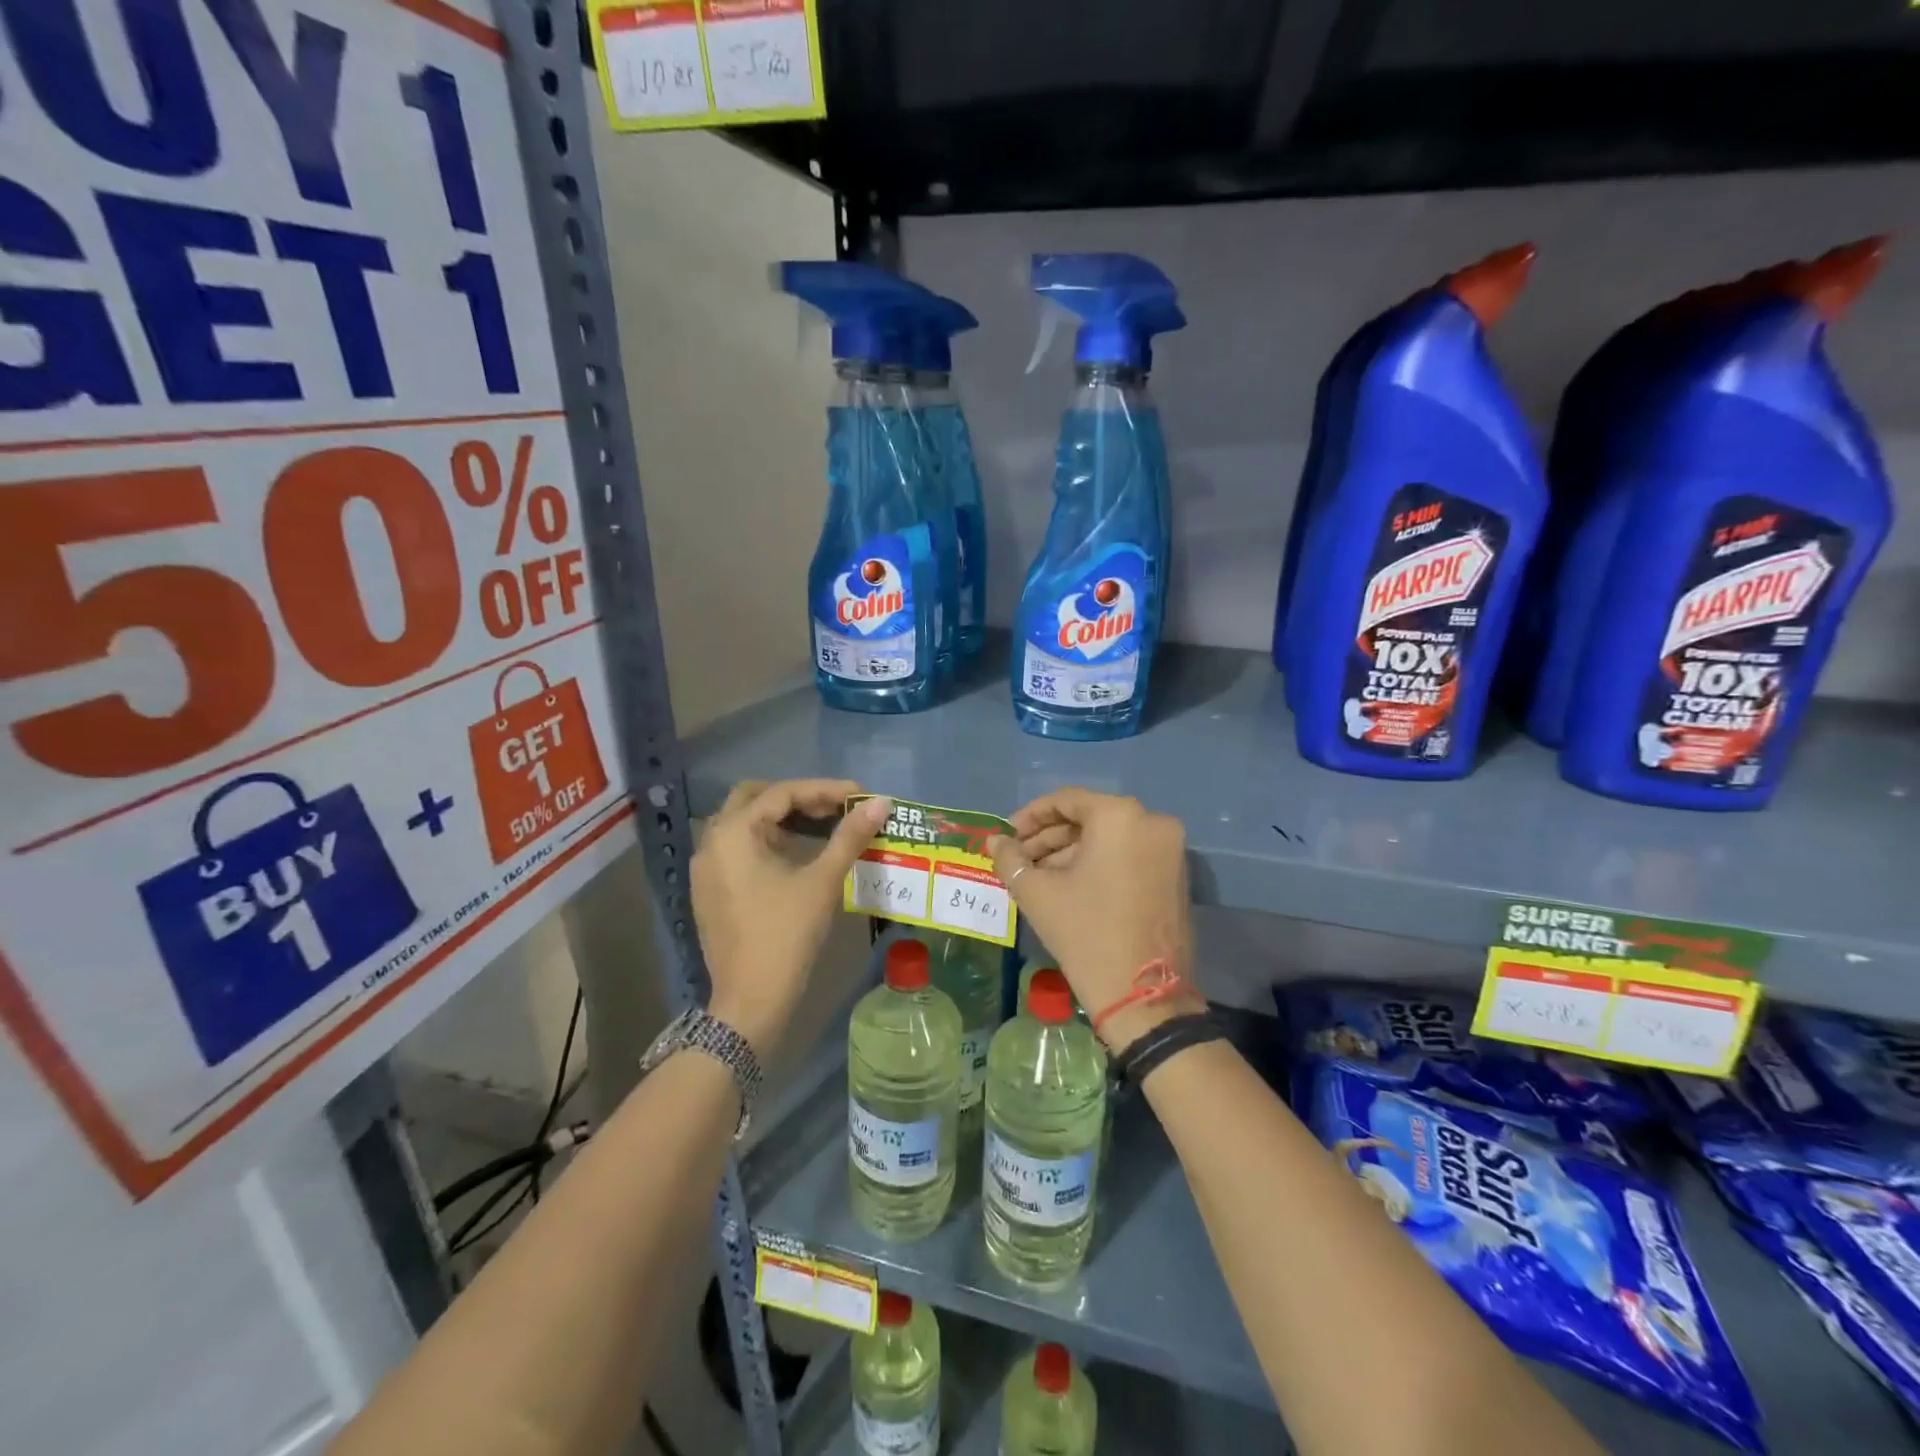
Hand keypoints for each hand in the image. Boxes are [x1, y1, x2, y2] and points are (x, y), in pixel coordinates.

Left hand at [692, 780, 890, 1056]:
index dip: (824, 789)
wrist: (750, 1001)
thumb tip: (880, 803)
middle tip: (834, 807)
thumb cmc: (786, 935)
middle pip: (754, 798)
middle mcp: (711, 842)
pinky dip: (767, 840)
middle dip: (796, 797)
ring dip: (781, 818)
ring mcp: (706, 868)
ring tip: (822, 826)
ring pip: (744, 823)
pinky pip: (738, 847)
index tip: (859, 794)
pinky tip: (797, 853)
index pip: (782, 793)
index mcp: (733, 833)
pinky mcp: (710, 889)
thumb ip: (850, 836)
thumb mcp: (822, 881)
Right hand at [989, 789, 1201, 1052]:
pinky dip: (1098, 864)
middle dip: (1049, 838)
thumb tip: (995, 842)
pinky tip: (1067, 886)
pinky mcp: (1176, 876)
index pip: (1066, 800)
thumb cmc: (1087, 934)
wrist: (1143, 997)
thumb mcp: (1038, 894)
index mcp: (1120, 816)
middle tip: (1017, 860)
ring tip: (1036, 877)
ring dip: (1070, 853)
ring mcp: (1169, 850)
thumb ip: (1011, 859)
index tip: (1006, 837)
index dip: (1030, 817)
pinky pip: (1129, 855)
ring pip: (1109, 838)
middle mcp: (1152, 822)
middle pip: (1089, 818)